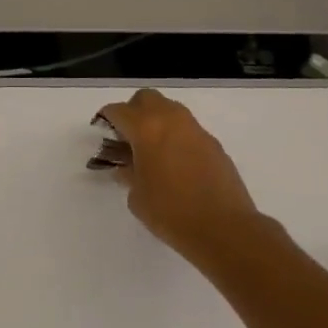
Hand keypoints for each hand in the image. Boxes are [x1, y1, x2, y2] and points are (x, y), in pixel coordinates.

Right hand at [97, 89, 273, 270]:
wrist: (224, 229)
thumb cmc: (170, 212)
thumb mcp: (136, 195)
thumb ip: (128, 173)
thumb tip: (127, 166)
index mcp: (146, 128)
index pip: (118, 110)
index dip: (106, 120)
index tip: (103, 135)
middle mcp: (172, 120)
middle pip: (146, 98)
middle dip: (133, 111)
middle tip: (128, 137)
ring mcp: (196, 131)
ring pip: (171, 110)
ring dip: (157, 122)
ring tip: (152, 151)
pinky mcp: (214, 145)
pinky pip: (189, 130)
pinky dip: (177, 137)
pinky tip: (176, 164)